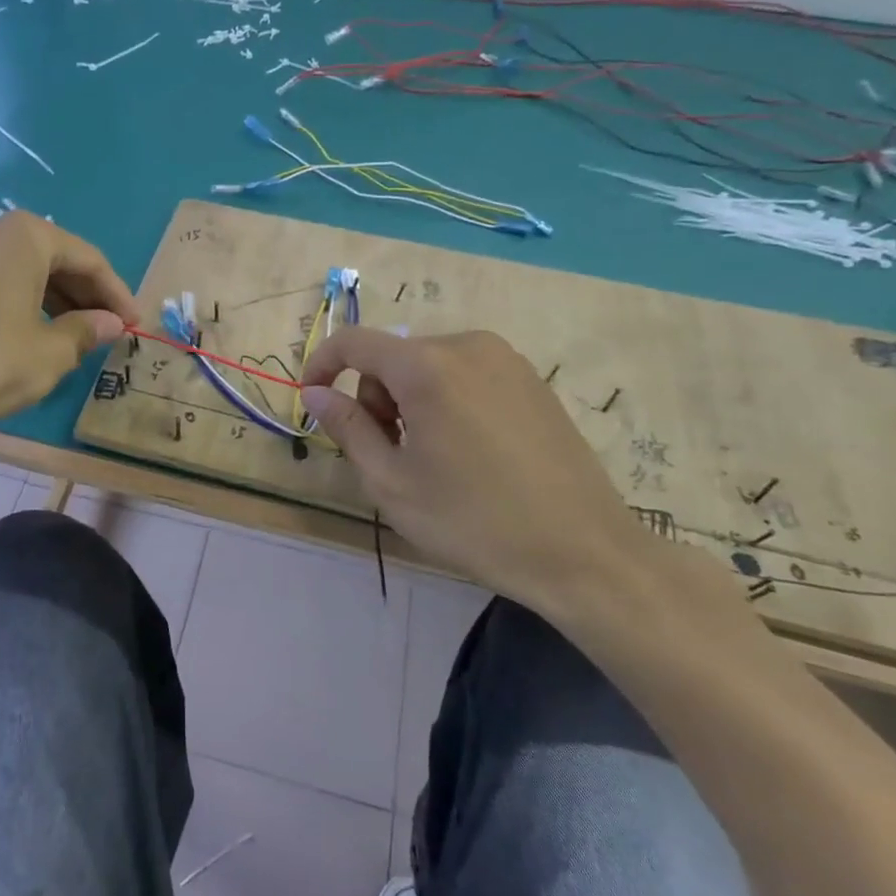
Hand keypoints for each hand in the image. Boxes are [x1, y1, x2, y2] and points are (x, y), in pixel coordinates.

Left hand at [0, 213, 139, 443]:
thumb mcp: (52, 351)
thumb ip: (88, 329)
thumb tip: (113, 324)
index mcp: (24, 236)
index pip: (88, 258)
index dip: (117, 293)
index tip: (136, 322)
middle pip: (57, 258)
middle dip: (88, 294)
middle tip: (113, 328)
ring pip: (29, 269)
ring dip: (60, 299)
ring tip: (84, 334)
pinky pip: (2, 279)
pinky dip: (29, 301)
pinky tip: (44, 330)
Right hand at [300, 327, 651, 613]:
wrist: (584, 552)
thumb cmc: (474, 521)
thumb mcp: (391, 482)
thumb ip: (346, 427)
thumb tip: (314, 392)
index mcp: (427, 366)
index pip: (354, 342)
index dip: (322, 365)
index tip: (312, 400)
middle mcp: (467, 346)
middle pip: (393, 357)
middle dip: (375, 397)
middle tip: (390, 454)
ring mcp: (506, 360)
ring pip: (429, 365)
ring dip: (410, 401)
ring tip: (431, 458)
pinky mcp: (532, 380)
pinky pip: (466, 374)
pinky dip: (446, 400)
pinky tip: (468, 452)